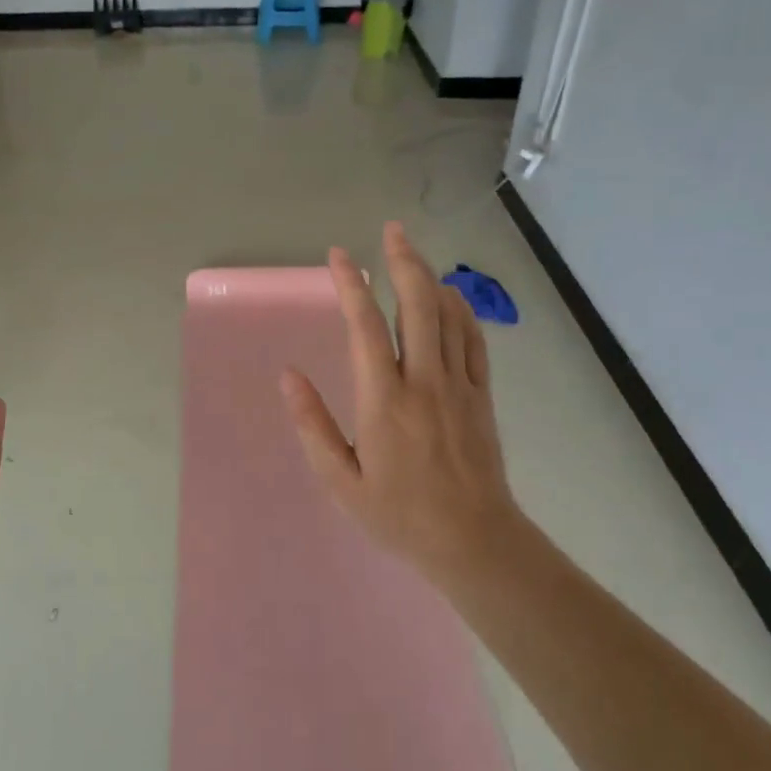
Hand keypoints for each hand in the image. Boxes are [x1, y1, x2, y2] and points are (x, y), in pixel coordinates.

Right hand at [281, 222, 525, 580]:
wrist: (473, 540)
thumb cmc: (399, 515)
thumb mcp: (341, 481)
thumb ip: (313, 425)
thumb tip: (288, 376)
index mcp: (384, 401)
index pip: (365, 327)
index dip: (350, 285)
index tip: (338, 256)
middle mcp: (424, 382)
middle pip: (417, 305)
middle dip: (403, 261)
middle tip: (391, 230)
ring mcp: (459, 385)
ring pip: (449, 315)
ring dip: (431, 277)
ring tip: (413, 253)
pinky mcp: (481, 394)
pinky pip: (474, 339)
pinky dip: (461, 309)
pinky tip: (449, 296)